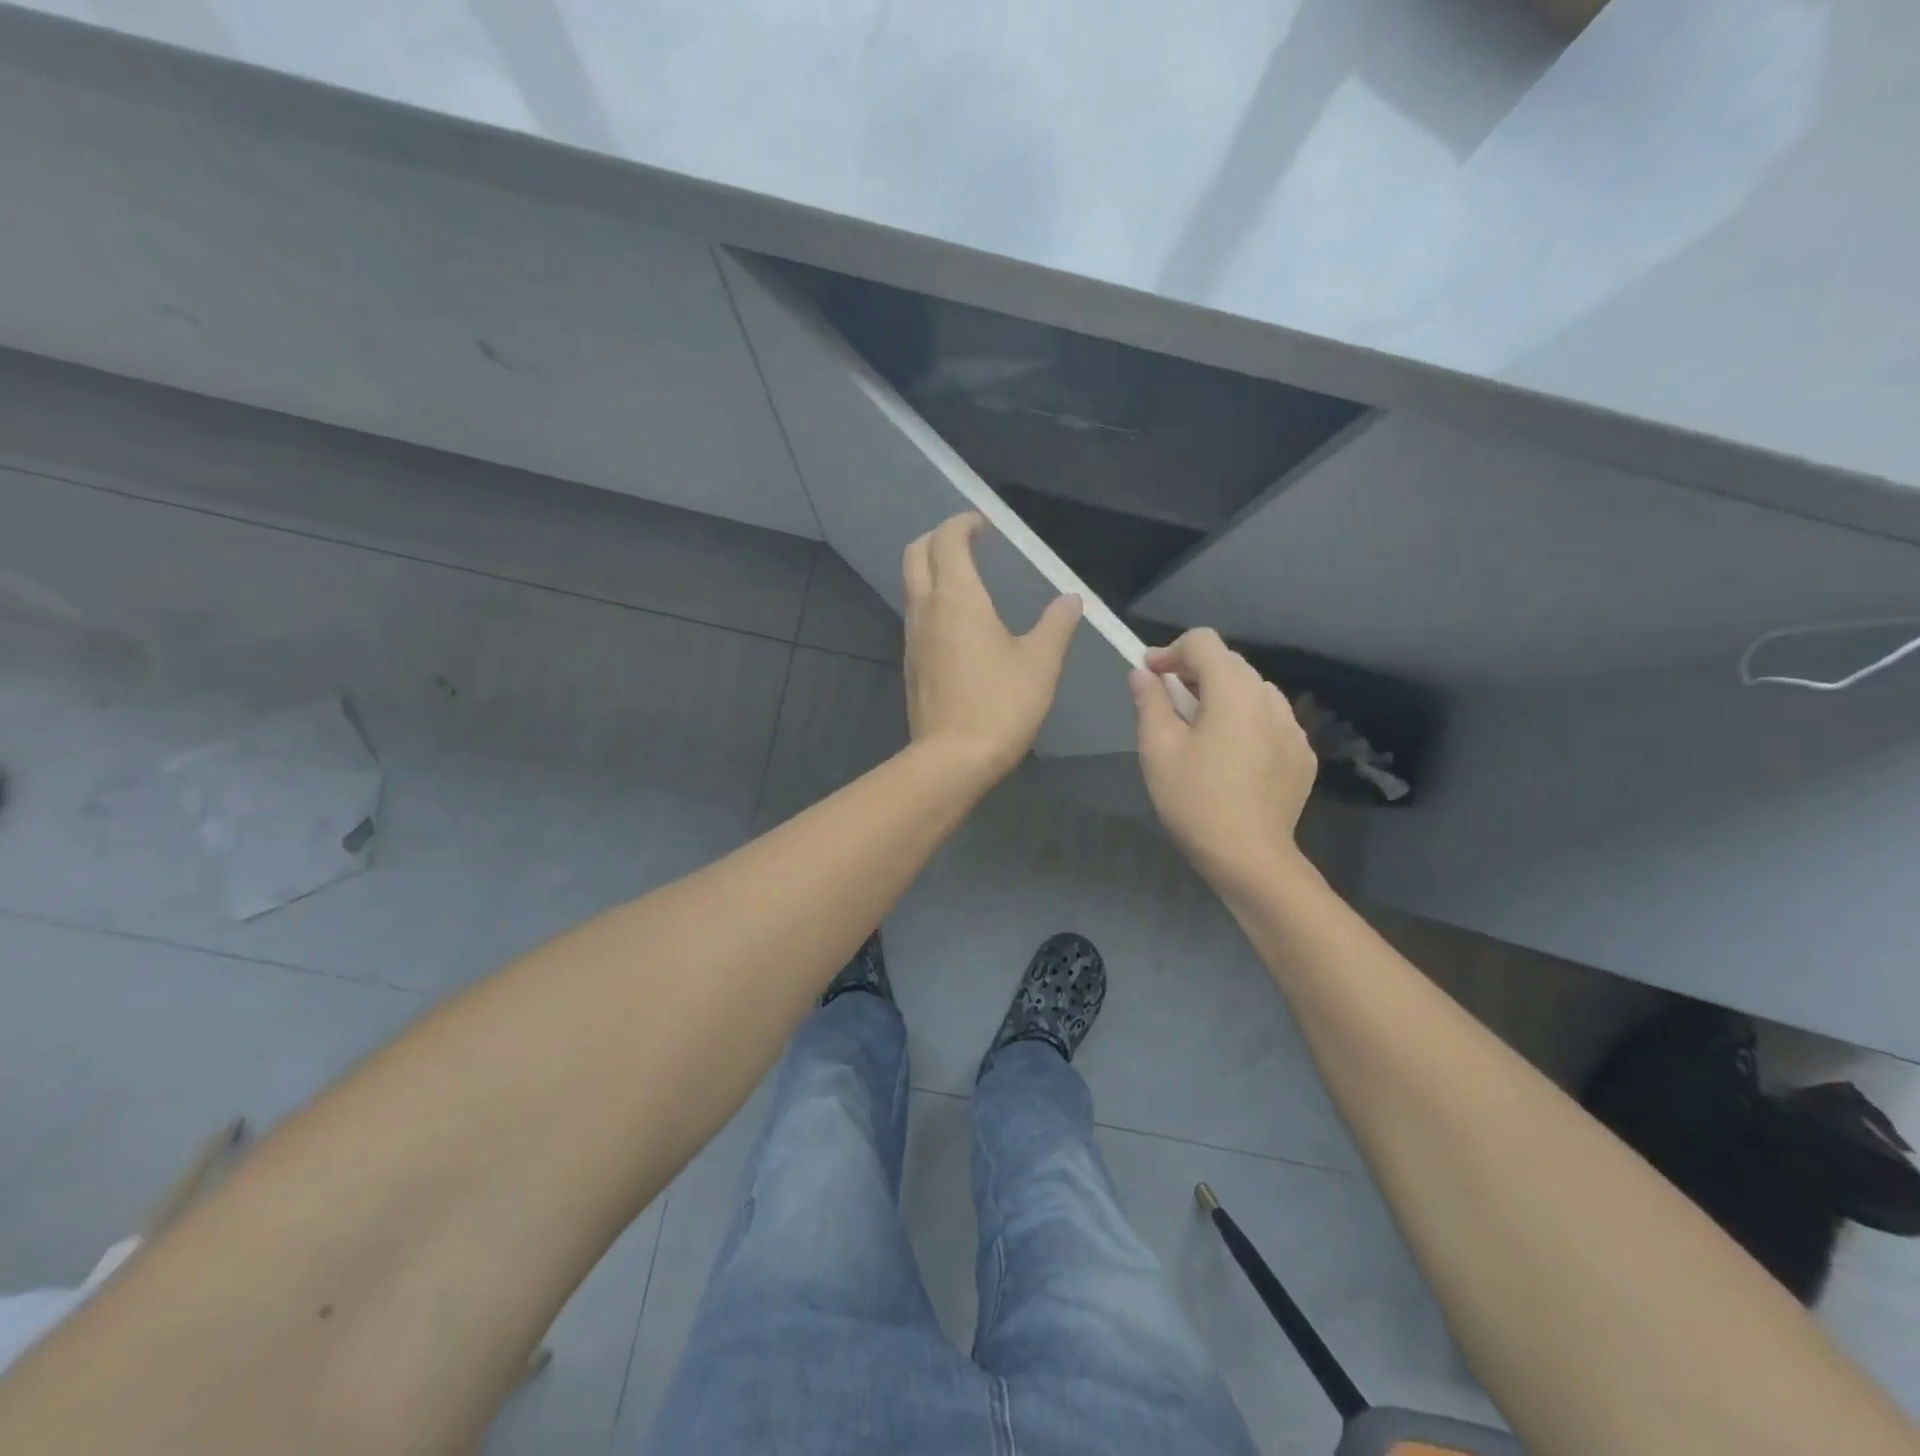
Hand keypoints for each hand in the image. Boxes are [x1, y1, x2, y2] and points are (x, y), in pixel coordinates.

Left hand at [902, 513, 1081, 780]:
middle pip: (915, 555)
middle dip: (937, 539)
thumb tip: (1070, 600)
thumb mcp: (1041, 662)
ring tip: (965, 578)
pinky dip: (931, 601)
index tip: (983, 524)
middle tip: (966, 542)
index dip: (962, 524)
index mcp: (957, 597)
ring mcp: (913, 638)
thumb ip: (1056, 625)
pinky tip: (958, 624)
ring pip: (912, 586)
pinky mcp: (911, 664)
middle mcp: (926, 609)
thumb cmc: (1001, 704)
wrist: (952, 758)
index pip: (947, 540)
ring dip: (931, 571)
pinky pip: (916, 616)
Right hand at [1131, 629, 1316, 890]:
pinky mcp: (1303, 754)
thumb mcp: (1158, 749)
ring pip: (1252, 691)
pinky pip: (1270, 721)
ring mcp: (1293, 727)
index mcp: (1234, 690)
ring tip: (1201, 733)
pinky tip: (1231, 758)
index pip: (1203, 641)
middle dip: (1195, 674)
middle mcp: (1270, 698)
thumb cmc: (1195, 800)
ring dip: (1222, 697)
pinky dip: (1246, 723)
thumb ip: (1150, 702)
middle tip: (1168, 706)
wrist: (1250, 857)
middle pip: (1229, 663)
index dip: (1170, 652)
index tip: (1150, 677)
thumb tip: (1143, 673)